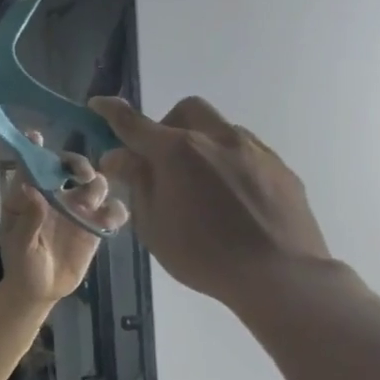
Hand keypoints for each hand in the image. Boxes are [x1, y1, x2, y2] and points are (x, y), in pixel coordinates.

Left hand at [0, 135, 127, 304]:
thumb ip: (28, 218)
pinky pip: (113, 211)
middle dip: (78, 163)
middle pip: (71, 167)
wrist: (40, 291)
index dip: (34, 148)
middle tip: (82, 174)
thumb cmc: (21, 264)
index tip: (37, 135)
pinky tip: (109, 221)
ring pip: (96, 184)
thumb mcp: (19, 244)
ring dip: (98, 185)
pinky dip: (116, 211)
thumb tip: (32, 189)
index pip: (31, 164)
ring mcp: (78, 209)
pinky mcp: (96, 226)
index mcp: (30, 194)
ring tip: (91, 201)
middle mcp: (56, 195)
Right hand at [90, 96, 331, 310]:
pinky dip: (228, 162)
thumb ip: (137, 183)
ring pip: (220, 128)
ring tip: (200, 185)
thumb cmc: (203, 255)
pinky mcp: (280, 167)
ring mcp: (254, 149)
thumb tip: (120, 156)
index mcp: (178, 152)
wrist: (280, 274)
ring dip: (201, 144)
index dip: (112, 113)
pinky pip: (247, 151)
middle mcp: (217, 138)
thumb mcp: (153, 226)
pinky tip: (231, 198)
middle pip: (186, 110)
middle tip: (161, 161)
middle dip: (167, 125)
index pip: (134, 124)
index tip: (99, 104)